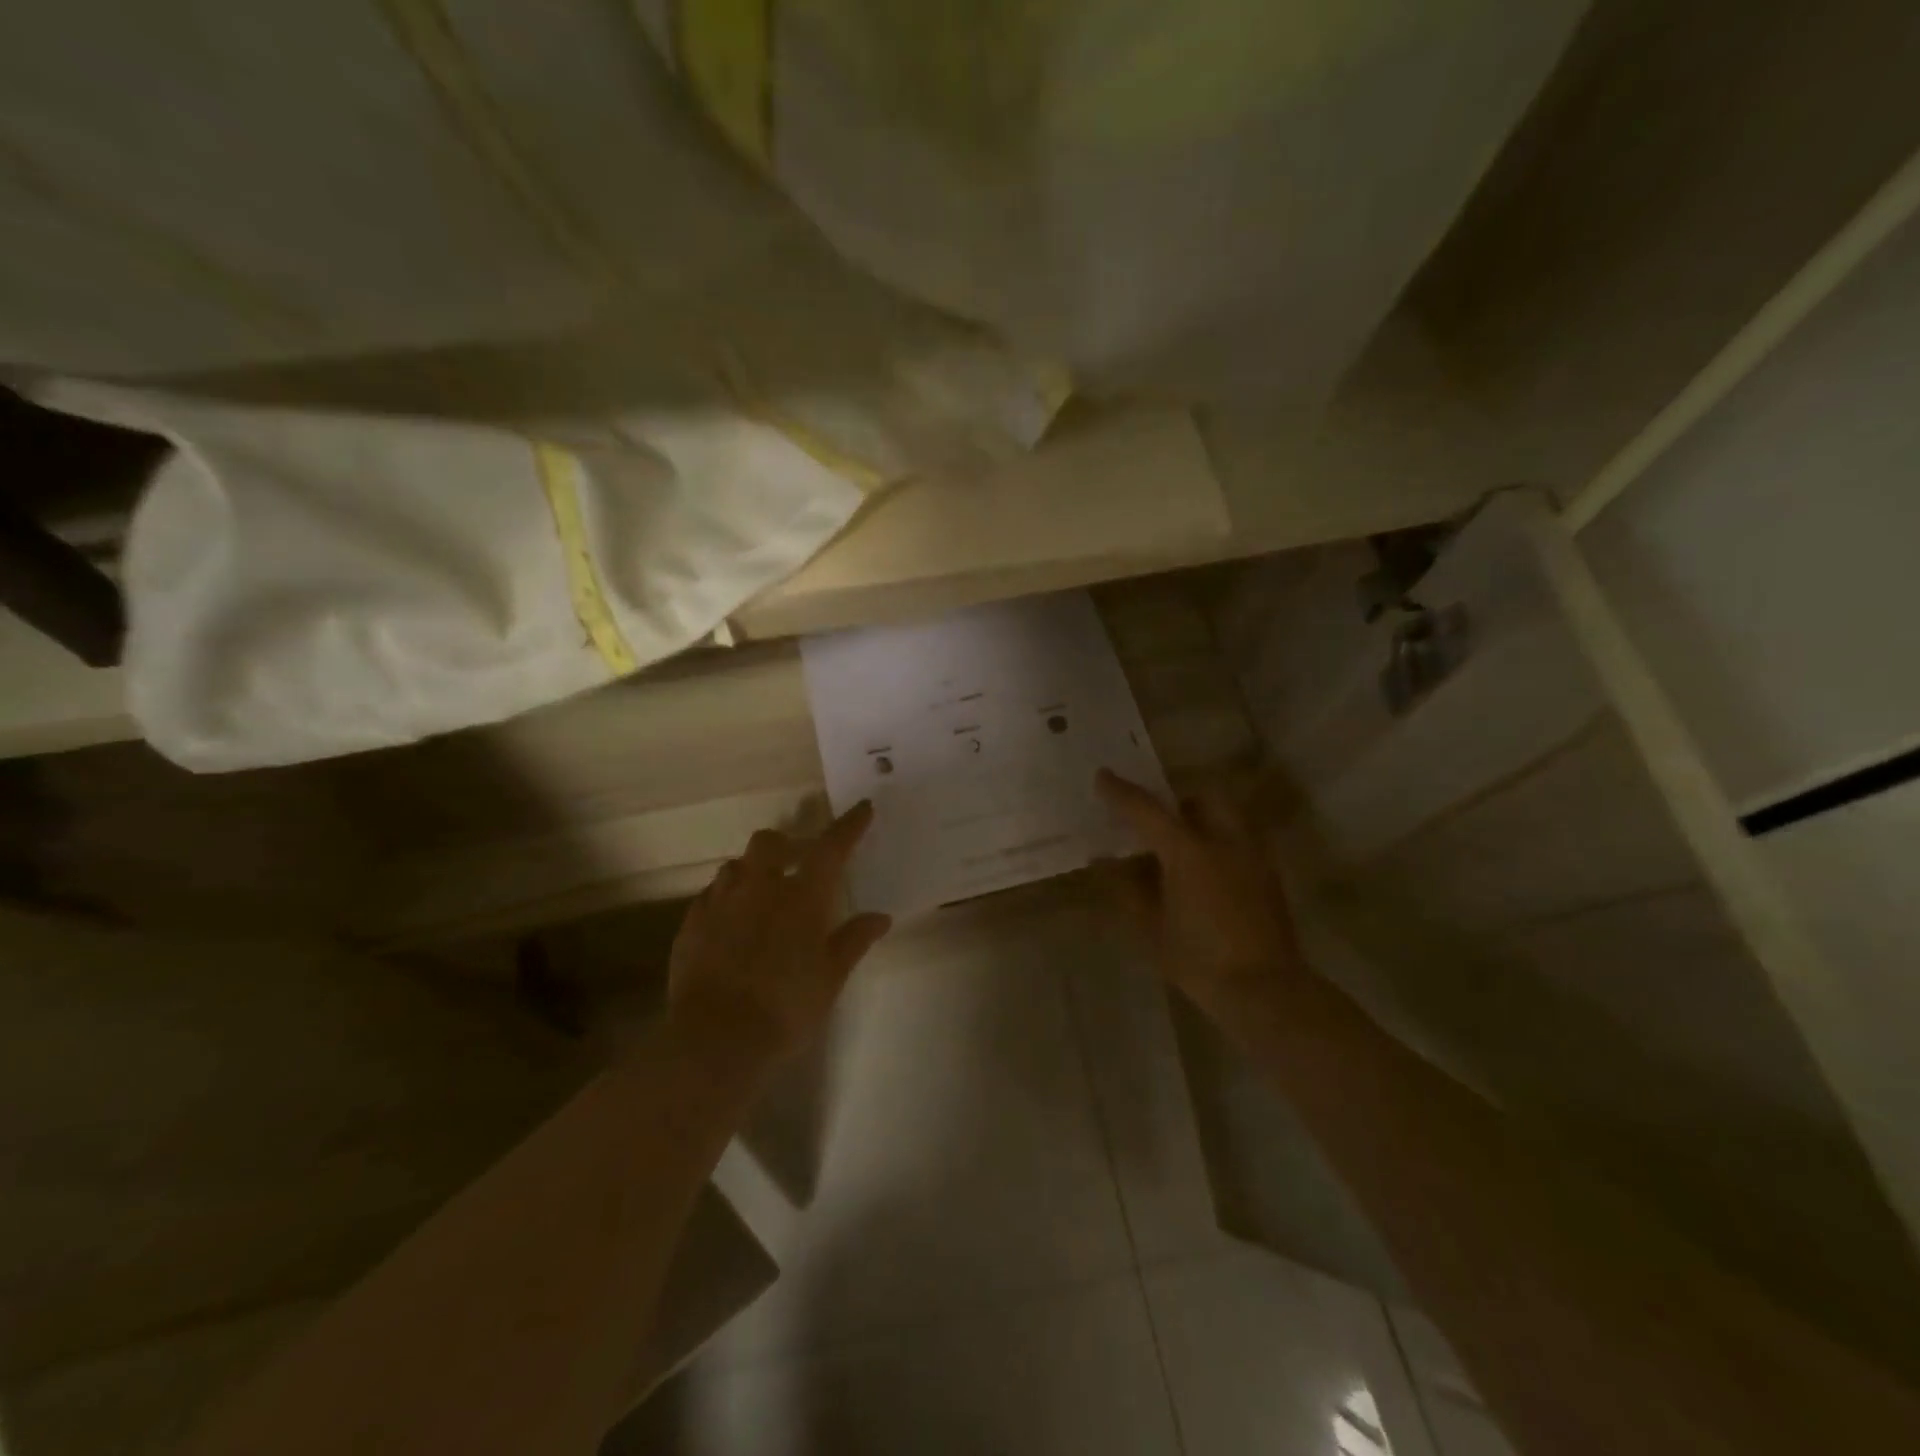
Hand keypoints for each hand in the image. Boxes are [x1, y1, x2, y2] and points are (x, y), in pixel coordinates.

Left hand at [667, 801, 891, 1065]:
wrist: (716, 1038)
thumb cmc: (786, 1007)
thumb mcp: (831, 977)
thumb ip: (854, 940)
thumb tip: (880, 917)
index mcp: (801, 897)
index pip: (830, 848)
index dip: (849, 826)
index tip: (862, 808)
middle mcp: (759, 887)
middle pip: (770, 842)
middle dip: (786, 843)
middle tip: (797, 861)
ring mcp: (720, 902)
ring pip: (735, 865)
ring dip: (752, 869)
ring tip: (762, 891)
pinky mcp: (691, 924)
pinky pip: (710, 895)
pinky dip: (726, 897)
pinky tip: (731, 921)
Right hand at [1094, 770, 1306, 1024]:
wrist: (1265, 990)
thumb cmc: (1198, 958)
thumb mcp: (1151, 926)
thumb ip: (1126, 887)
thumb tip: (1103, 860)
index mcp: (1188, 850)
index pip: (1147, 809)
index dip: (1121, 792)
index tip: (1102, 776)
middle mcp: (1224, 840)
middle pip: (1203, 796)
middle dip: (1179, 800)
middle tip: (1157, 822)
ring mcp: (1252, 855)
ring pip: (1227, 816)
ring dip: (1202, 820)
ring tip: (1181, 847)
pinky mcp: (1269, 874)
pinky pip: (1240, 840)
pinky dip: (1219, 842)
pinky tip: (1206, 873)